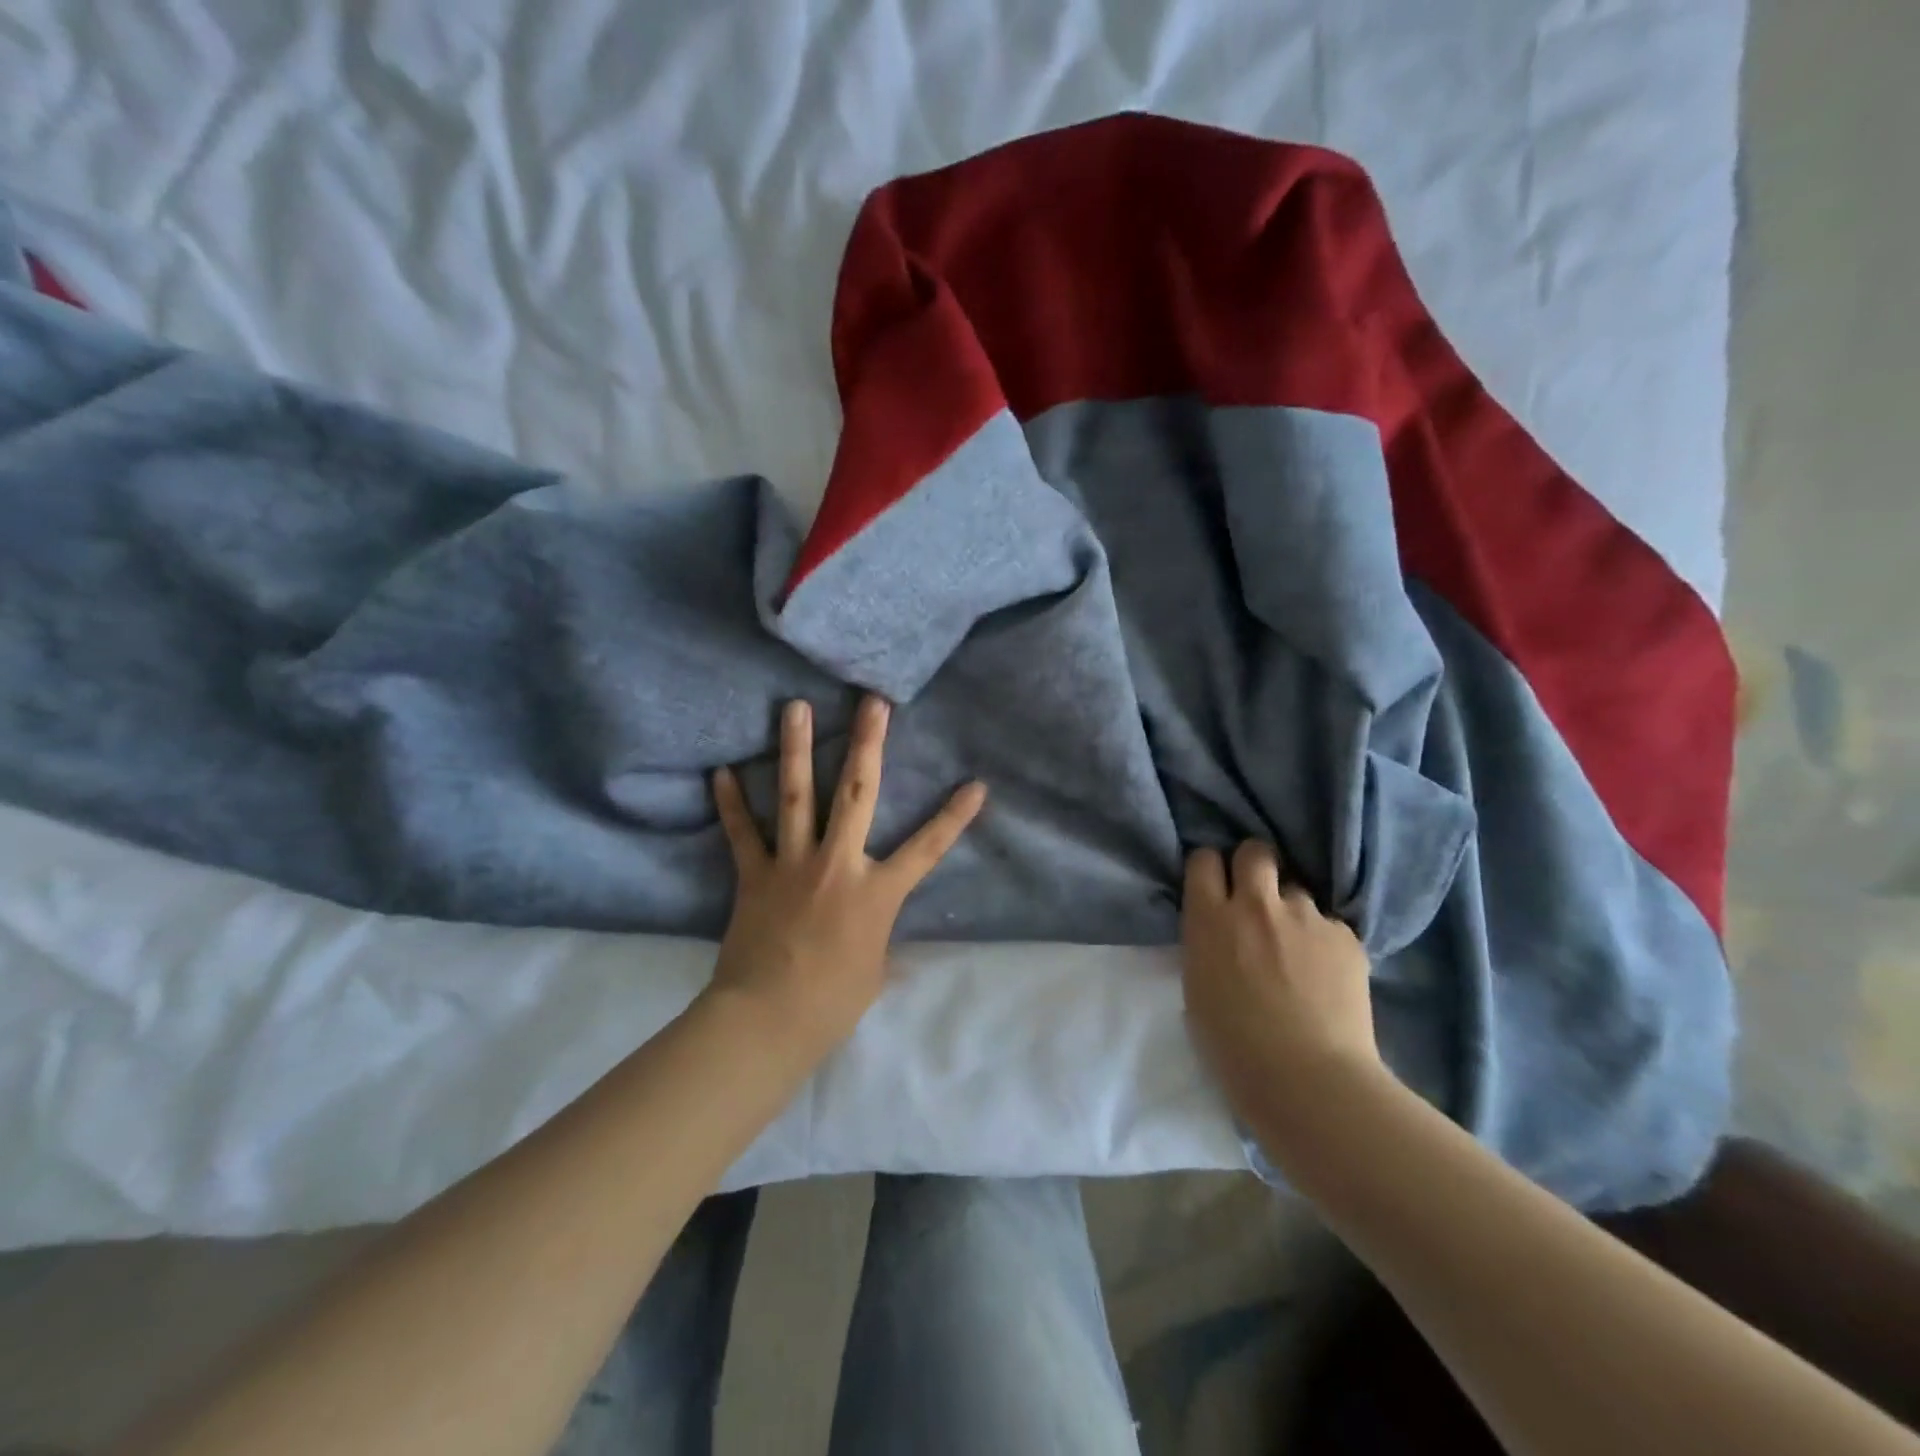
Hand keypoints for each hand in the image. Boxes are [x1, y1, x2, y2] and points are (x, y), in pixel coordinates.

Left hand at [707, 694, 986, 1053]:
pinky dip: (731, 802)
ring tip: (795, 707)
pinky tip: (721, 770)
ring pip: (796, 795)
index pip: (927, 848)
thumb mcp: (873, 971)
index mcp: (877, 892)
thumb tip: (880, 936)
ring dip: (797, 748)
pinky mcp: (754, 875)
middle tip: (872, 703)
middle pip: (857, 793)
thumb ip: (879, 940)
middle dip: (867, 744)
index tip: (976, 785)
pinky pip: (741, 832)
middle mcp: (838, 864)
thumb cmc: (831, 1003)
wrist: (767, 1020)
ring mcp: (792, 864)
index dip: (955, 817)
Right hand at [1180, 841, 1383, 1123]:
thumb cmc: (1233, 1046)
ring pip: (1296, 890)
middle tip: (1256, 894)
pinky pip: (1329, 924)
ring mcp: (1305, 916)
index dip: (1210, 868)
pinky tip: (1326, 975)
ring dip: (1292, 910)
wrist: (1307, 1079)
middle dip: (1254, 865)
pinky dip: (1323, 941)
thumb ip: (1207, 944)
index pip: (1204, 859)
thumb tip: (1221, 931)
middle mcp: (1256, 904)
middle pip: (1255, 852)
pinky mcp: (1345, 936)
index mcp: (1210, 918)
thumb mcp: (1197, 986)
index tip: (1215, 885)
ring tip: (1298, 947)